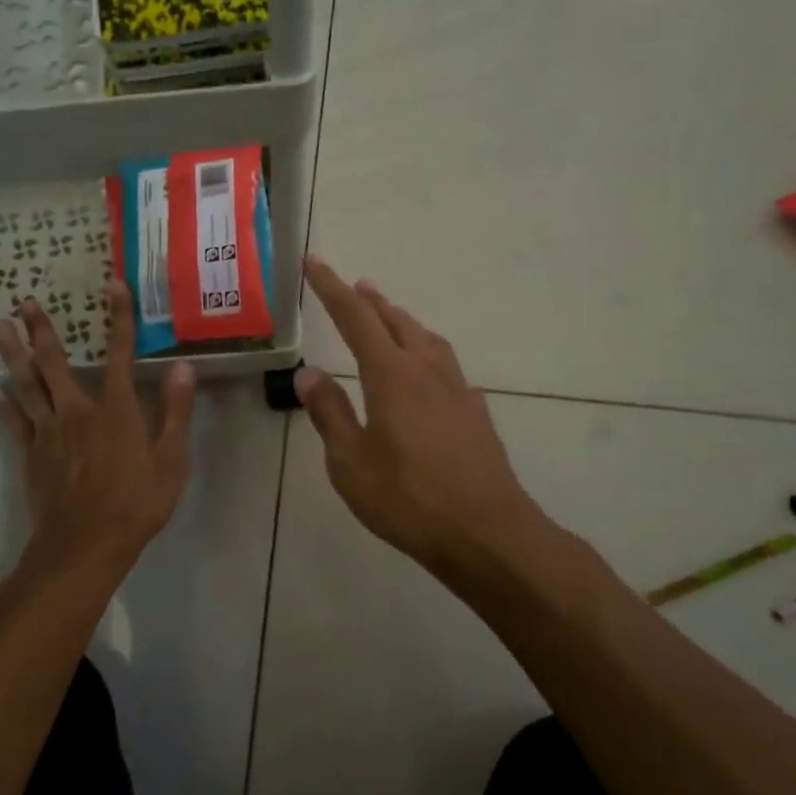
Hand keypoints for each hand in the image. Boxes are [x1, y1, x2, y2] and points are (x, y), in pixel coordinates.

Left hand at [0, 283, 196, 571]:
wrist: (87, 543)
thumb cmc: (137, 502)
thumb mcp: (171, 460)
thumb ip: (176, 411)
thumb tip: (184, 367)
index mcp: (116, 409)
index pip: (120, 353)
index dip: (119, 317)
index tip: (113, 284)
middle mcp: (78, 411)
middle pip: (55, 362)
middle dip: (41, 331)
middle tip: (24, 304)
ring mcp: (50, 432)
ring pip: (27, 385)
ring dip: (13, 355)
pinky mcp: (33, 454)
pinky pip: (16, 422)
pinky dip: (6, 405)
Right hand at [296, 256, 548, 580]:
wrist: (486, 532)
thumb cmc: (408, 499)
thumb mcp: (350, 461)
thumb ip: (330, 413)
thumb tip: (309, 373)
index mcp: (391, 376)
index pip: (355, 319)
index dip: (332, 289)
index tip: (315, 262)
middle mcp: (427, 371)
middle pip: (396, 322)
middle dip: (371, 302)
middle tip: (354, 286)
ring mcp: (457, 390)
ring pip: (427, 339)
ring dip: (402, 322)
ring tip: (389, 318)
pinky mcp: (476, 412)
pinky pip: (446, 365)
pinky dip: (426, 352)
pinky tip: (426, 373)